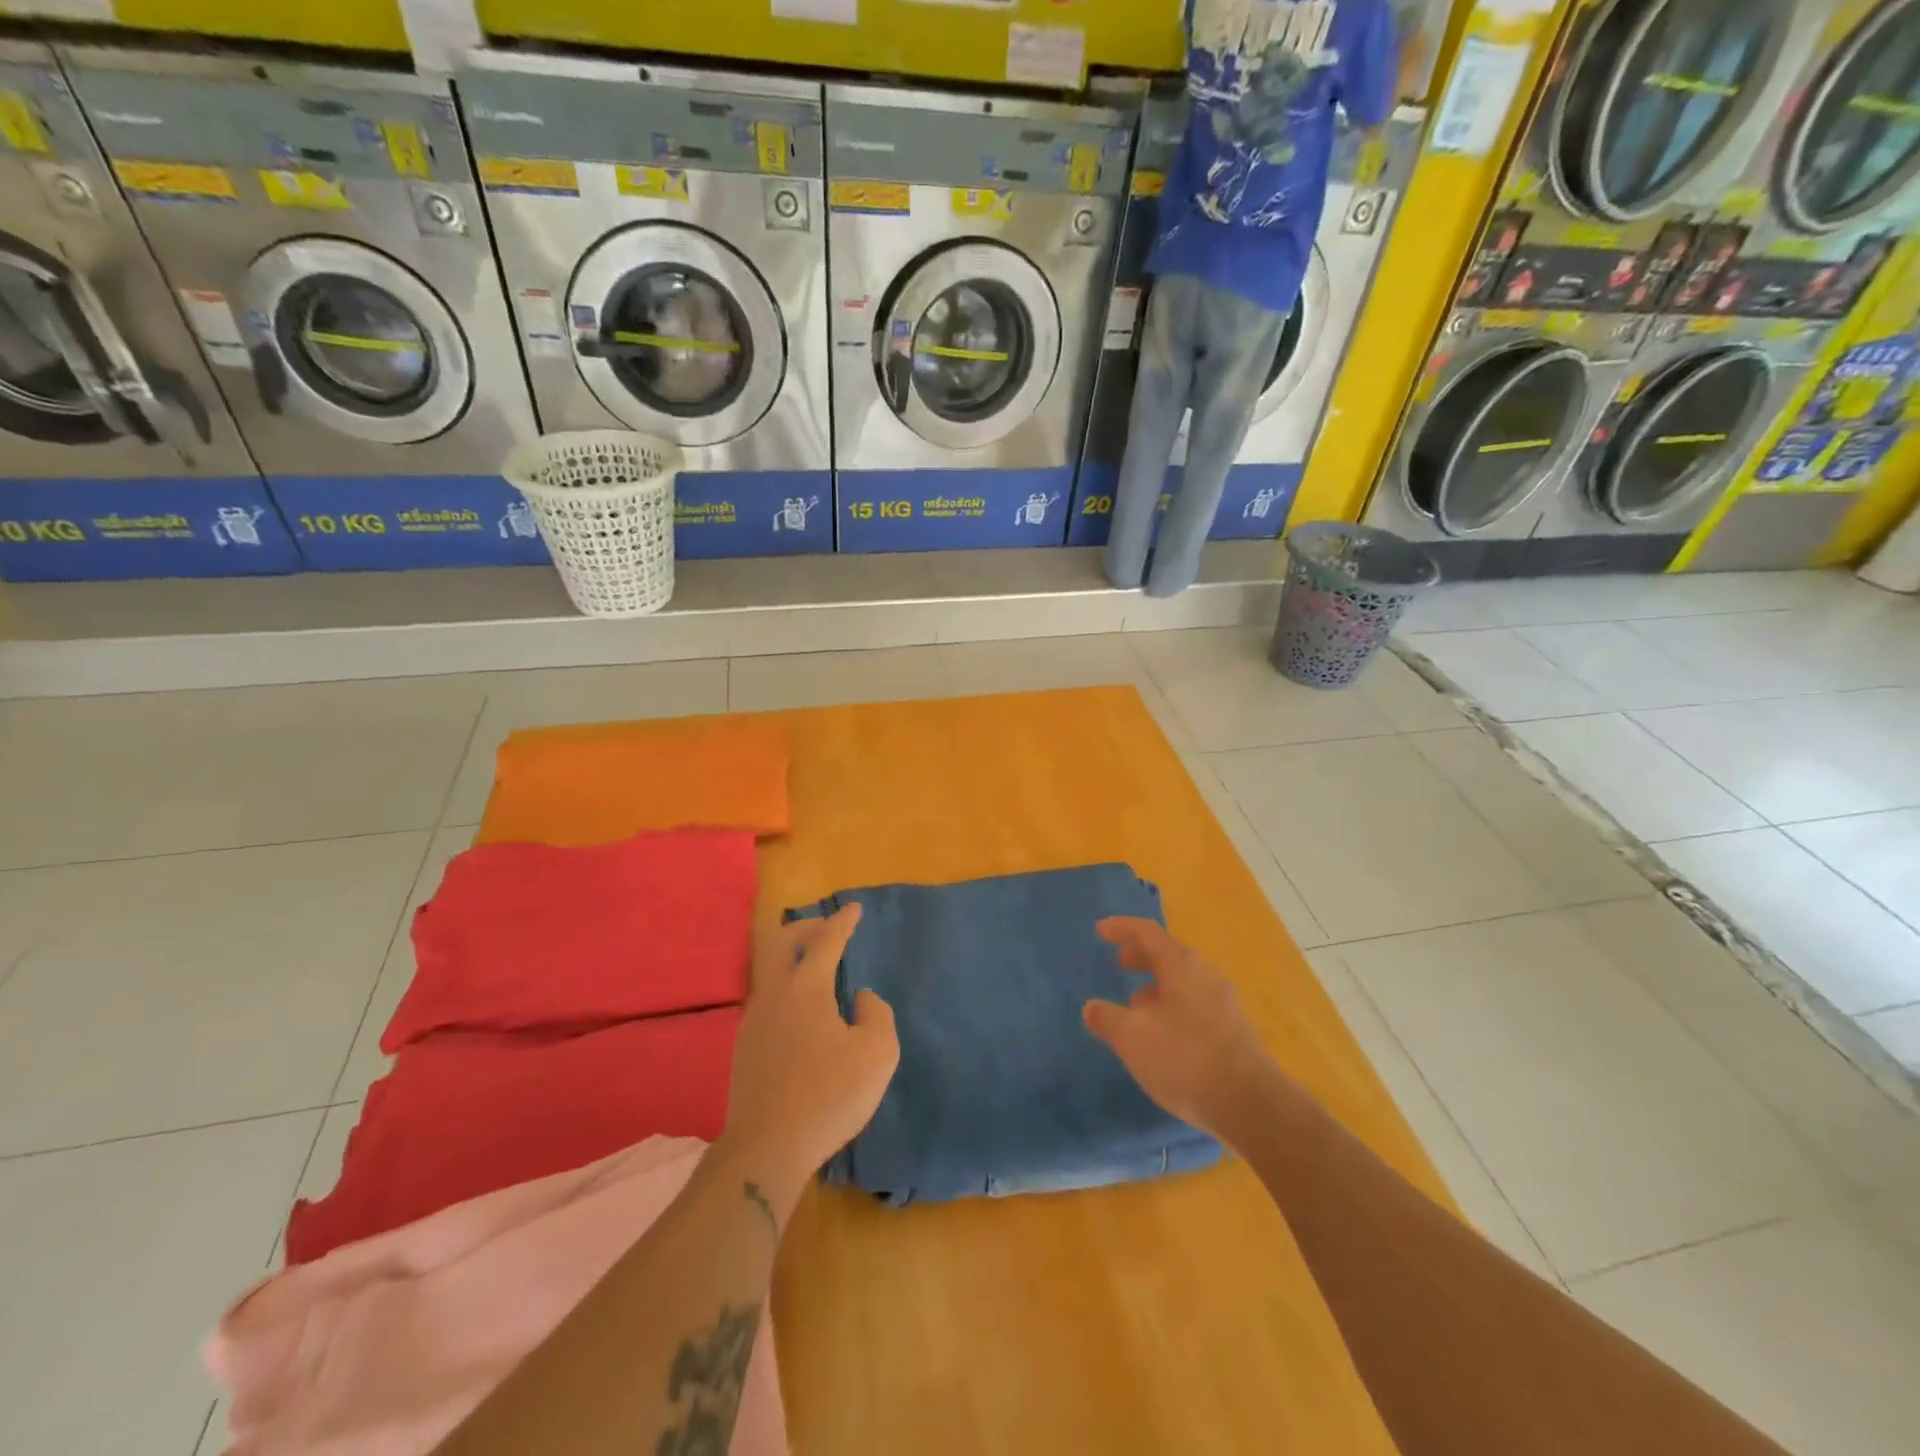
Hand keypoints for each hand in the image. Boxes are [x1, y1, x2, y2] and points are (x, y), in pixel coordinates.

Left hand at [721, 906, 898, 1199]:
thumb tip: (861, 998)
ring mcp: (754, 1022)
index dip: (842, 921)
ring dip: (794, 960)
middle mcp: (774, 995)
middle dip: (807, 928)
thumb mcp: (877, 1053)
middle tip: (829, 929)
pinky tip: (804, 1015)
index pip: (826, 941)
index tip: (854, 908)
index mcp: (806, 989)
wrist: (767, 1149)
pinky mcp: (745, 1049)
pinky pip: (768, 1001)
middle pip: (781, 943)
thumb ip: (877, 1015)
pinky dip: (787, 990)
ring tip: (819, 971)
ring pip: (771, 972)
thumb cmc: (829, 1095)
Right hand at [1083, 917, 1279, 1141]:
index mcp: (1182, 965)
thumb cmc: (1184, 1058)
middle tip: (1118, 963)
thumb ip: (1106, 1018)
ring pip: (1183, 981)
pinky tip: (1161, 1035)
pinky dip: (1172, 1005)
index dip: (1121, 928)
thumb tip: (1092, 1008)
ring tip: (1135, 1005)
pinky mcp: (1233, 1030)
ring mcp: (1224, 1003)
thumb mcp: (1131, 1037)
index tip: (1100, 930)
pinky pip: (1195, 1003)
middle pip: (1168, 954)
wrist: (1250, 1105)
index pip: (1147, 932)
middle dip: (1140, 956)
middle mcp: (1206, 975)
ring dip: (1156, 985)